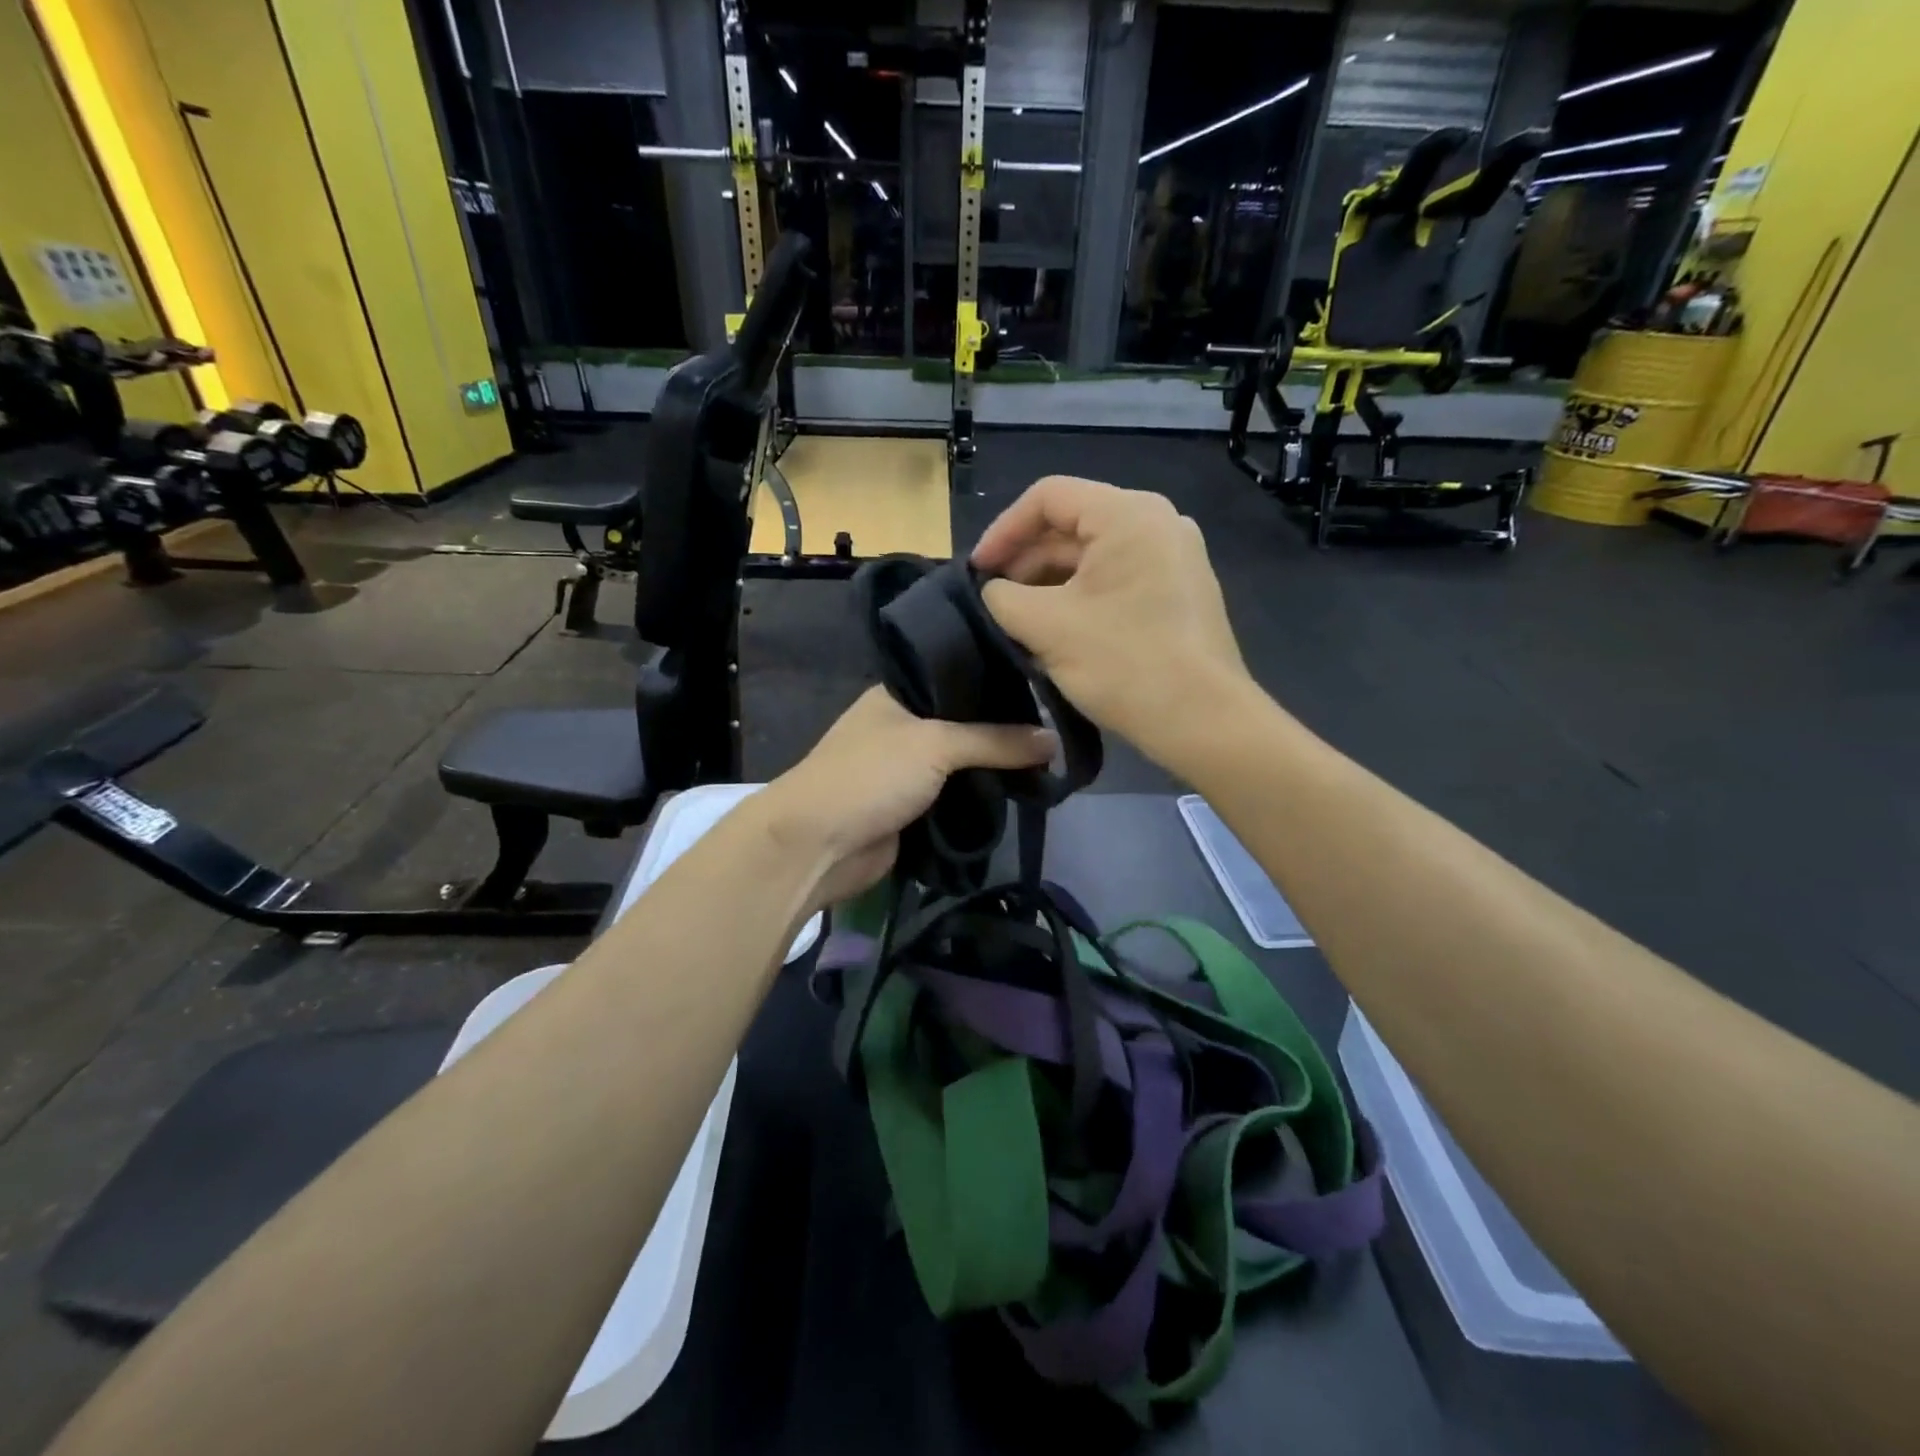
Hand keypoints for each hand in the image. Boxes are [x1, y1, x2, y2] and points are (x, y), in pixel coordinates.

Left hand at [759, 687, 1055, 907]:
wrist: (818, 846)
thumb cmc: (870, 776)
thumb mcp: (936, 745)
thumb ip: (996, 741)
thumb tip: (1054, 740)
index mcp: (897, 694)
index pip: (958, 677)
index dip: (998, 681)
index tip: (1045, 684)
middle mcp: (902, 726)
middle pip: (964, 723)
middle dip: (1004, 730)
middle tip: (1058, 726)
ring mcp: (906, 769)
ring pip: (963, 763)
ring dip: (996, 768)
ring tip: (1052, 759)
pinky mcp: (912, 808)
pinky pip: (957, 796)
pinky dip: (982, 796)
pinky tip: (1023, 791)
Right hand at [971, 476, 1253, 767]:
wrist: (1203, 721)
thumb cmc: (1123, 663)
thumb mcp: (1046, 626)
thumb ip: (1002, 597)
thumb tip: (994, 591)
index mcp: (1128, 514)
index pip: (1048, 497)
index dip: (1002, 530)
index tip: (977, 573)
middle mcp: (1157, 523)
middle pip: (1072, 526)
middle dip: (1025, 562)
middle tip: (993, 601)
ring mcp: (1174, 559)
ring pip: (1093, 557)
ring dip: (1049, 584)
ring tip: (1018, 622)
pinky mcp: (1178, 593)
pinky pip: (1116, 581)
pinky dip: (1080, 598)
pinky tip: (1056, 633)